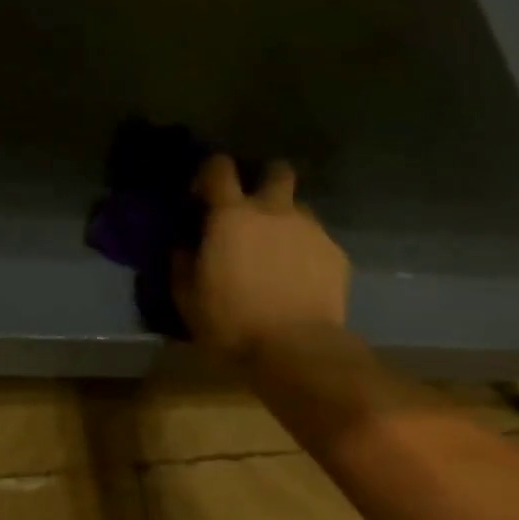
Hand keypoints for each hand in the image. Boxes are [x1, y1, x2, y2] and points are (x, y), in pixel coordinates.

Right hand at [174, 154, 351, 359]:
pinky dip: (306, 252)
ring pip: (299, 208)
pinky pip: (317, 241)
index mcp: (231, 216)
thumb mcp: (188, 299)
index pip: (219, 168)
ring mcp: (310, 230)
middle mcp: (274, 211)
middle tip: (252, 211)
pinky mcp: (336, 254)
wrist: (297, 350)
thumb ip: (182, 264)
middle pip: (277, 171)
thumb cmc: (232, 323)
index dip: (209, 174)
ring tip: (277, 253)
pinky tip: (299, 280)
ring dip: (285, 221)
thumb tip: (183, 247)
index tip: (202, 197)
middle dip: (264, 181)